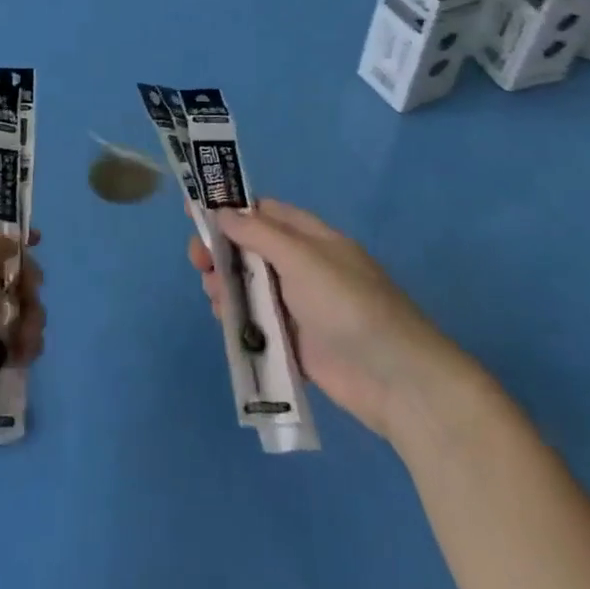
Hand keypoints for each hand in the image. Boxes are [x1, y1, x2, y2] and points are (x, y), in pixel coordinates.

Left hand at [0, 218, 44, 465]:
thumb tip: (8, 242)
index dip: (7, 230)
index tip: (36, 242)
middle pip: (6, 269)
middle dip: (27, 283)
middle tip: (29, 296)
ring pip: (15, 307)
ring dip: (30, 320)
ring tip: (25, 342)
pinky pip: (13, 340)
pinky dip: (23, 347)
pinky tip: (20, 361)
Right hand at [187, 198, 475, 441]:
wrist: (396, 379)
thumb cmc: (348, 304)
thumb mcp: (302, 258)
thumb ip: (258, 234)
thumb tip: (222, 211)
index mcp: (310, 238)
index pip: (263, 212)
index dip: (229, 209)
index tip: (194, 212)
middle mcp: (302, 267)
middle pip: (250, 249)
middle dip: (221, 250)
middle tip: (197, 260)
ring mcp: (298, 306)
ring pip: (249, 286)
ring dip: (225, 284)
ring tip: (212, 293)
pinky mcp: (294, 343)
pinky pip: (257, 323)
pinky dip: (238, 318)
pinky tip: (224, 320)